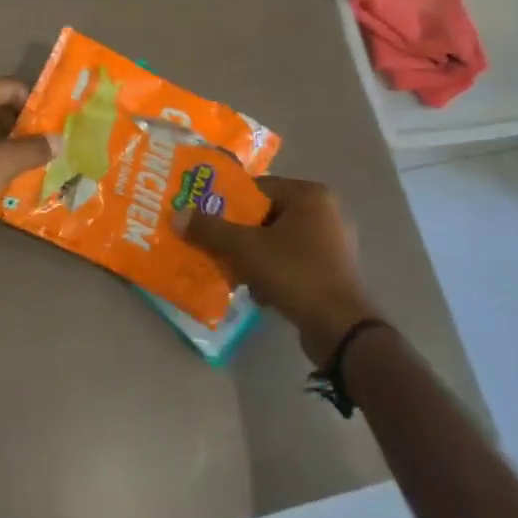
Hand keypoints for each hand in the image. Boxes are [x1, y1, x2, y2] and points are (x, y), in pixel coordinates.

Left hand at [0, 77, 58, 251]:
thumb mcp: (3, 162)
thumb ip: (34, 148)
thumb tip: (59, 140)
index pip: (12, 88)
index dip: (35, 107)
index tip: (54, 128)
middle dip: (21, 126)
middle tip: (46, 147)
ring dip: (4, 143)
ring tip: (30, 163)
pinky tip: (3, 175)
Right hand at [186, 177, 381, 362]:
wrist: (340, 328)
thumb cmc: (295, 273)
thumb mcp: (245, 249)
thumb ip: (210, 230)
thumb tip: (177, 215)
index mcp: (310, 195)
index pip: (258, 188)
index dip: (229, 204)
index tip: (207, 220)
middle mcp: (326, 212)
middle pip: (267, 215)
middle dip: (239, 233)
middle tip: (215, 247)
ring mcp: (334, 243)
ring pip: (279, 241)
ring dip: (254, 256)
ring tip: (232, 271)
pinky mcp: (335, 272)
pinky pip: (294, 262)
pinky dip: (274, 272)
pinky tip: (257, 291)